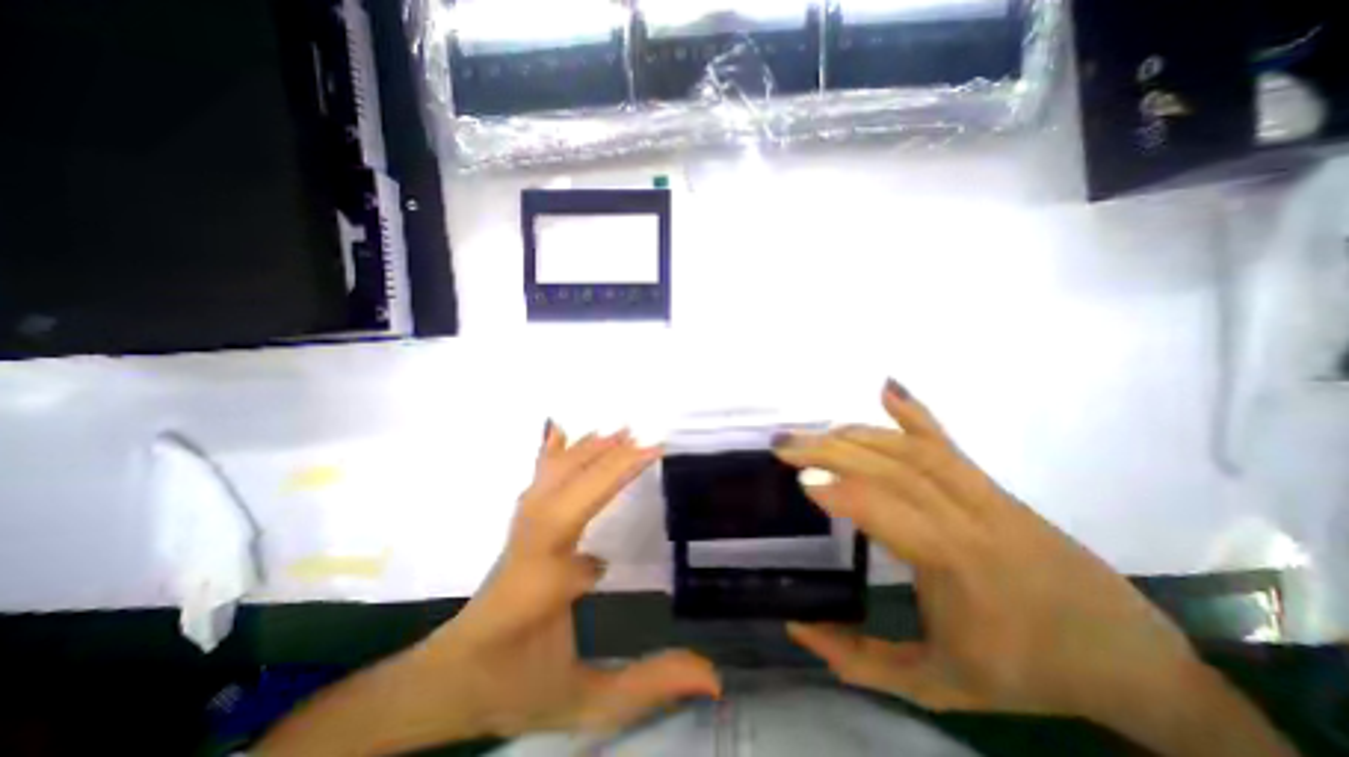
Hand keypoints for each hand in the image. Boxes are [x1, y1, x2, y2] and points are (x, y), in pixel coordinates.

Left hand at [424, 425, 721, 739]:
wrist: (449, 679)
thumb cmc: (514, 686)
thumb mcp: (582, 702)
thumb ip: (646, 687)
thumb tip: (713, 673)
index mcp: (540, 583)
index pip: (576, 517)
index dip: (614, 479)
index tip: (653, 454)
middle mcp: (528, 545)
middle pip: (565, 488)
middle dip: (606, 459)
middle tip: (644, 439)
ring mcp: (519, 532)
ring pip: (550, 479)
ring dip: (585, 452)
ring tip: (618, 432)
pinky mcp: (519, 527)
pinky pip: (536, 482)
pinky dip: (550, 453)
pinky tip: (559, 432)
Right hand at [769, 386, 1295, 755]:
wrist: (1128, 660)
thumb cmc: (1027, 674)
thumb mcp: (937, 685)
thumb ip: (860, 660)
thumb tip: (797, 626)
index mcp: (957, 566)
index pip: (888, 511)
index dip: (841, 491)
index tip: (797, 480)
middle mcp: (969, 517)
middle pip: (890, 467)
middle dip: (830, 450)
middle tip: (784, 443)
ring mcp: (983, 493)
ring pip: (909, 449)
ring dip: (855, 434)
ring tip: (813, 433)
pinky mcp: (991, 484)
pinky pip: (946, 441)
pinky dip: (914, 412)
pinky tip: (888, 388)